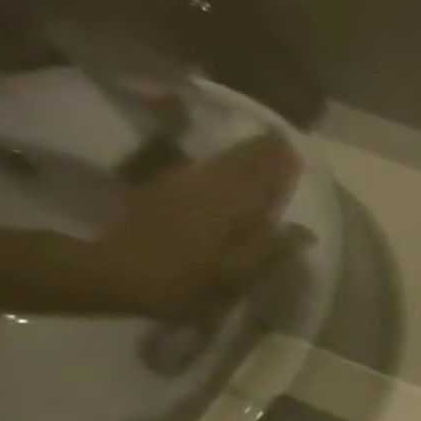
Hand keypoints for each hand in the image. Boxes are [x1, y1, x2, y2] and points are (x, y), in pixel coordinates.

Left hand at [78, 133, 307, 319]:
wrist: (115, 274)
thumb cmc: (187, 282)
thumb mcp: (239, 276)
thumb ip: (272, 250)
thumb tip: (305, 230)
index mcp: (233, 209)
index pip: (262, 180)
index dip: (279, 165)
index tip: (294, 149)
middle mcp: (209, 190)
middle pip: (238, 164)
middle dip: (259, 151)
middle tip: (277, 138)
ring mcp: (181, 189)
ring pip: (217, 164)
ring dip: (238, 152)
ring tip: (255, 145)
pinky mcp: (160, 194)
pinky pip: (196, 170)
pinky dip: (213, 163)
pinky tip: (216, 164)